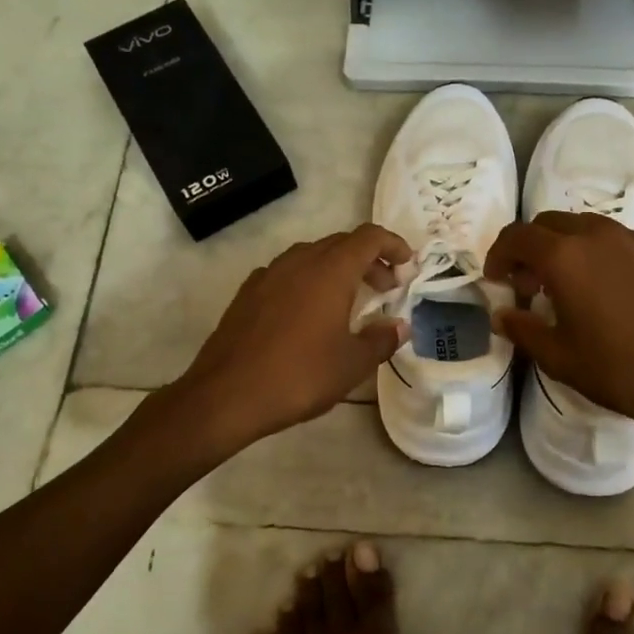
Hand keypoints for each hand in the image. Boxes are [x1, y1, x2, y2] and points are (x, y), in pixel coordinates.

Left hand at [174, 225, 411, 454]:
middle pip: (341, 244)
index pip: (368, 238)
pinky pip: (288, 273)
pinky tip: (309, 313)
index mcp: (329, 271)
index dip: (392, 245)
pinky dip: (309, 281)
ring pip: (312, 256)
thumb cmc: (299, 376)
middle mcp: (299, 262)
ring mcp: (269, 275)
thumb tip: (399, 326)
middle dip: (369, 260)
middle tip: (386, 288)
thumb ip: (381, 340)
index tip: (408, 265)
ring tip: (350, 301)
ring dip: (337, 269)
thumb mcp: (351, 364)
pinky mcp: (248, 293)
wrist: (226, 395)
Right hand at [485, 213, 633, 440]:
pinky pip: (620, 242)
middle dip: (531, 248)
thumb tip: (502, 315)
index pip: (517, 237)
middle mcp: (598, 235)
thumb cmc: (619, 369)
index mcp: (565, 256)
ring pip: (587, 227)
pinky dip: (602, 256)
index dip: (498, 255)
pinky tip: (611, 291)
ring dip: (567, 247)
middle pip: (550, 223)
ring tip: (569, 285)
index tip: (496, 280)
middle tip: (529, 284)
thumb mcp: (558, 357)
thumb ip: (522, 329)